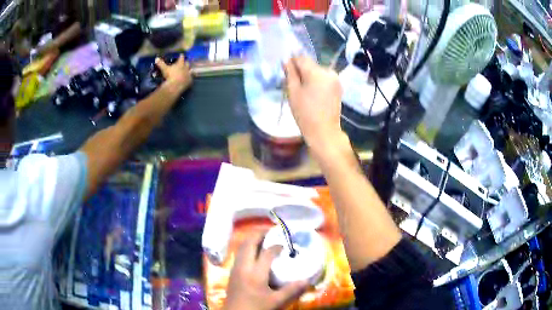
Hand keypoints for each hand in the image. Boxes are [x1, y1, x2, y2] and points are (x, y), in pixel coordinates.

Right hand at [155, 55, 192, 91]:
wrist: (175, 85)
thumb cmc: (170, 75)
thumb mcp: (164, 69)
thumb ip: (161, 63)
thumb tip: (156, 58)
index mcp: (180, 63)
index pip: (181, 57)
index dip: (181, 56)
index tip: (181, 54)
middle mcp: (186, 67)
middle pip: (187, 63)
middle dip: (186, 62)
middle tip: (185, 62)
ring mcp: (189, 74)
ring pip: (191, 70)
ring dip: (190, 70)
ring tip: (189, 70)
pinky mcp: (190, 81)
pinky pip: (191, 79)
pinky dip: (190, 78)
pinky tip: (190, 79)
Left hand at [223, 232, 308, 309]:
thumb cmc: (255, 308)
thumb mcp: (276, 302)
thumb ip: (291, 291)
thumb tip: (307, 281)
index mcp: (255, 273)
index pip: (266, 252)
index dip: (277, 245)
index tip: (286, 244)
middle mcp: (243, 266)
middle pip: (249, 243)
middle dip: (259, 234)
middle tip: (271, 231)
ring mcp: (235, 268)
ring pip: (241, 247)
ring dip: (252, 240)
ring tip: (264, 238)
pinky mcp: (232, 272)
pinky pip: (239, 253)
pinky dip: (247, 247)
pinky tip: (254, 253)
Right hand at [284, 56, 342, 151]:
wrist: (324, 132)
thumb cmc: (305, 113)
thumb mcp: (293, 92)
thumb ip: (290, 73)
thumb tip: (286, 60)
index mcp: (317, 72)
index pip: (301, 58)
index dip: (292, 62)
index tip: (286, 71)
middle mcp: (329, 72)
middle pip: (310, 65)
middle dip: (301, 71)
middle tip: (293, 84)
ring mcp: (335, 79)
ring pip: (317, 72)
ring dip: (309, 77)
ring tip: (303, 91)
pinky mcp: (338, 87)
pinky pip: (324, 79)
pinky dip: (317, 82)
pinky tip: (312, 94)